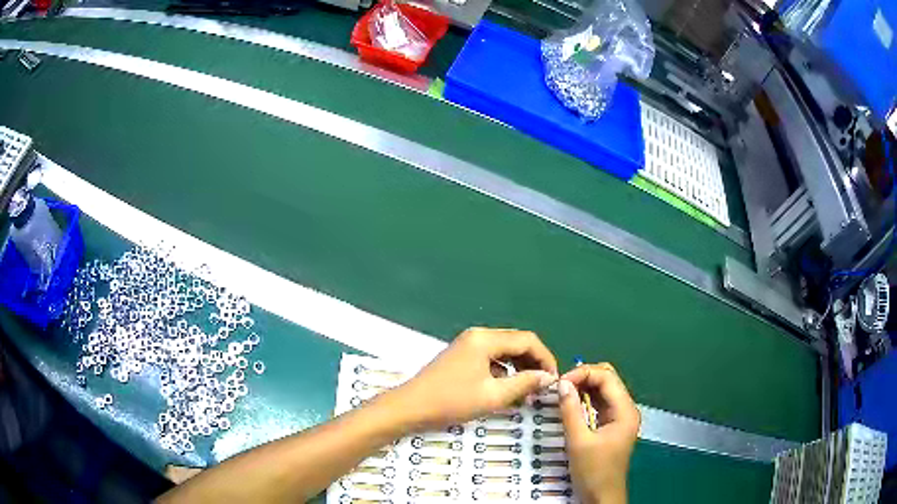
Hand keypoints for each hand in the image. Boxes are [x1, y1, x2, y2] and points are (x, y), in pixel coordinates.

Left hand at [392, 328, 557, 429]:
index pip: (527, 340)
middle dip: (533, 364)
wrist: (410, 407)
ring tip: (528, 391)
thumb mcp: (493, 395)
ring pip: (504, 352)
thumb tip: (549, 377)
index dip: (545, 358)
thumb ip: (524, 383)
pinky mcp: (461, 357)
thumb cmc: (451, 401)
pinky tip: (507, 390)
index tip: (554, 380)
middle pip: (516, 343)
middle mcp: (478, 336)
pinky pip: (491, 359)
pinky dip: (504, 372)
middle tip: (543, 387)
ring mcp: (467, 345)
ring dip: (519, 369)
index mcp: (486, 339)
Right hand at [558, 363, 639, 503]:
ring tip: (562, 391)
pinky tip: (571, 402)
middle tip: (561, 385)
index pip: (607, 378)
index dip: (583, 374)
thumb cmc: (594, 472)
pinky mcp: (611, 426)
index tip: (560, 382)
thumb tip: (562, 384)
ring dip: (584, 387)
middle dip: (585, 377)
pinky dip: (586, 399)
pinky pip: (600, 404)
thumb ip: (571, 411)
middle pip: (608, 379)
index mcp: (625, 410)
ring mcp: (620, 418)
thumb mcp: (579, 442)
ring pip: (604, 390)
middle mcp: (626, 409)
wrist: (602, 497)